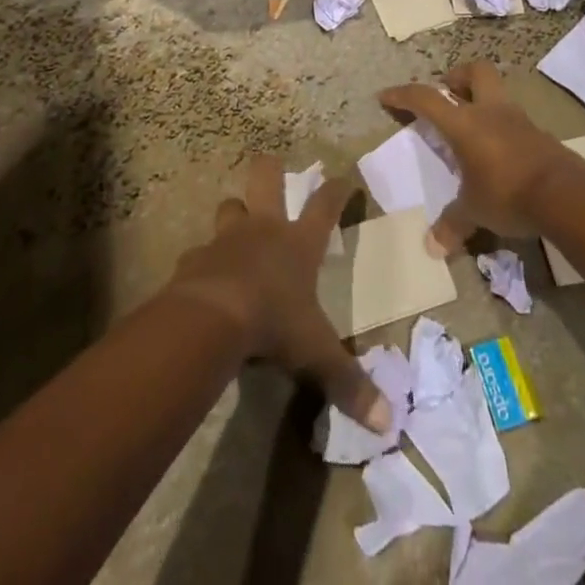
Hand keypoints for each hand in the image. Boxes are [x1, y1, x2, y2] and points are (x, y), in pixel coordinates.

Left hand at [165, 156, 388, 432]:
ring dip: (234, 212)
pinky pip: (199, 252)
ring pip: (229, 207)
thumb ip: (349, 383)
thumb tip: (388, 423)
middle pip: (266, 179)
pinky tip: (203, 275)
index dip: (336, 190)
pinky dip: (203, 260)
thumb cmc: (273, 323)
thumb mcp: (316, 354)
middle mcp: (264, 230)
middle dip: (270, 167)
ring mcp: (227, 239)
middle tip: (271, 162)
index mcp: (299, 244)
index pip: (325, 207)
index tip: (344, 178)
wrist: (212, 318)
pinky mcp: (196, 257)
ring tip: (236, 221)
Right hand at [380, 60, 584, 256]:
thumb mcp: (474, 211)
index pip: (426, 99)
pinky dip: (502, 127)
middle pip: (474, 72)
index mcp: (464, 123)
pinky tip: (499, 152)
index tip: (386, 97)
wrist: (565, 195)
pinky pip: (514, 119)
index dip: (403, 95)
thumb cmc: (507, 193)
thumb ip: (452, 224)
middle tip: (447, 95)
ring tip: (472, 127)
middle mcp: (490, 112)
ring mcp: (518, 119)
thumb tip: (432, 247)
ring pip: (497, 93)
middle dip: (457, 78)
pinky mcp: (539, 134)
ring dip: (482, 102)